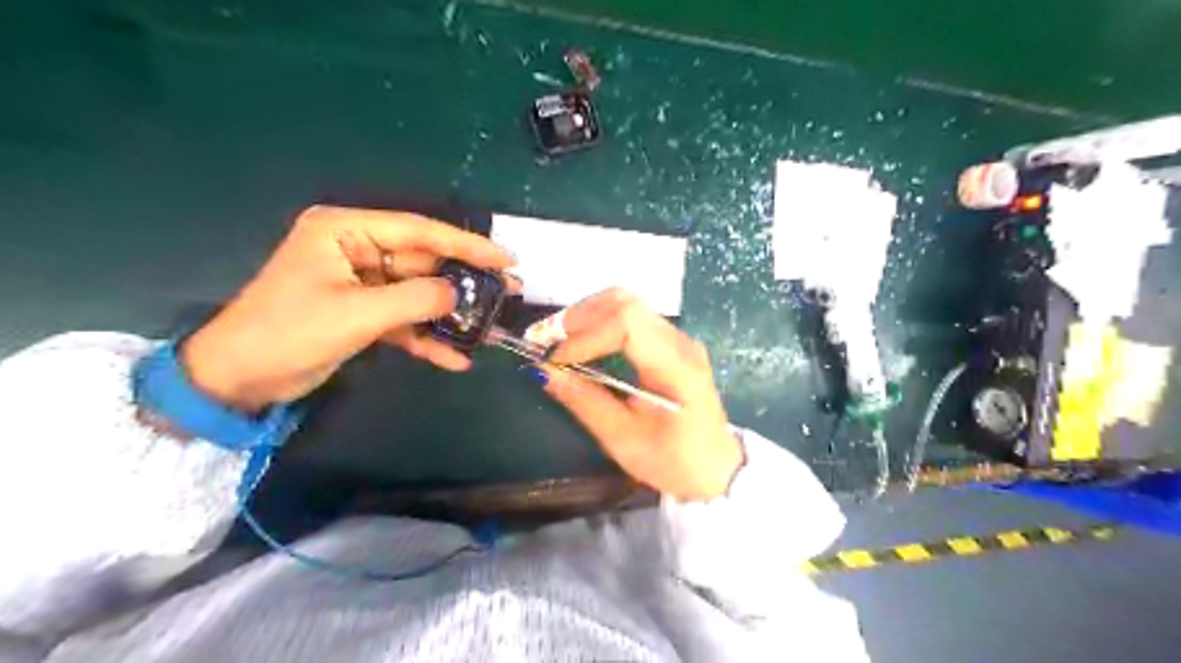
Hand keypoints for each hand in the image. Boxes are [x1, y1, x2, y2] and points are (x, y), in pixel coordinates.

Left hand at [180, 205, 514, 412]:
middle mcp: (357, 249)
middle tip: (508, 291)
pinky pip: (405, 320)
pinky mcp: (363, 313)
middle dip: (463, 282)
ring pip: (419, 293)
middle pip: (424, 262)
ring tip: (490, 327)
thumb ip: (416, 299)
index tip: (505, 258)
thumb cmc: (288, 333)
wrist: (238, 380)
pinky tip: (455, 359)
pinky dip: (427, 339)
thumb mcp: (357, 314)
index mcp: (346, 230)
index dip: (466, 244)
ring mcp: (362, 283)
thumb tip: (459, 294)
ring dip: (450, 314)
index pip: (419, 231)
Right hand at [531, 288, 739, 500]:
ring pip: (626, 303)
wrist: (714, 469)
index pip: (626, 325)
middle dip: (578, 317)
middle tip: (542, 340)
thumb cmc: (673, 461)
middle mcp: (680, 341)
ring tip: (556, 339)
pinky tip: (580, 341)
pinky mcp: (669, 342)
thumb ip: (584, 401)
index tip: (553, 360)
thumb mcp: (623, 439)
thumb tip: (543, 372)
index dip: (584, 336)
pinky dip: (598, 321)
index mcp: (677, 366)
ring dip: (586, 315)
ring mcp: (677, 338)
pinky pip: (630, 316)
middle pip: (625, 303)